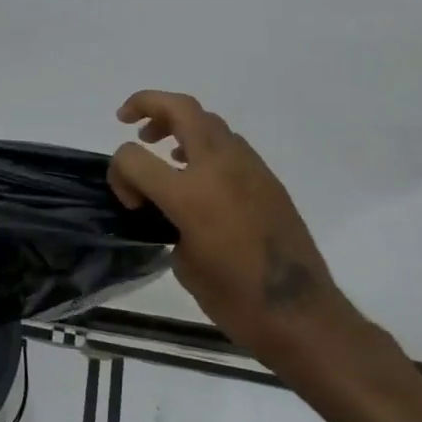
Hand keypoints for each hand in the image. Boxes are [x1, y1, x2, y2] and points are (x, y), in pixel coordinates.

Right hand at [108, 91, 357, 369]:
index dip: (120, 174)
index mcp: (189, 195)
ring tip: (162, 146)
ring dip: (179, 123)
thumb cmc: (234, 299)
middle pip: (180, 109)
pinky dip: (205, 144)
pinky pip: (230, 144)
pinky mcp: (268, 178)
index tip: (131, 203)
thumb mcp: (182, 262)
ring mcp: (249, 168)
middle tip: (128, 119)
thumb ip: (165, 220)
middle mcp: (219, 168)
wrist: (302, 316)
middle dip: (148, 104)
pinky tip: (196, 171)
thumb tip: (165, 206)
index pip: (134, 157)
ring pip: (208, 120)